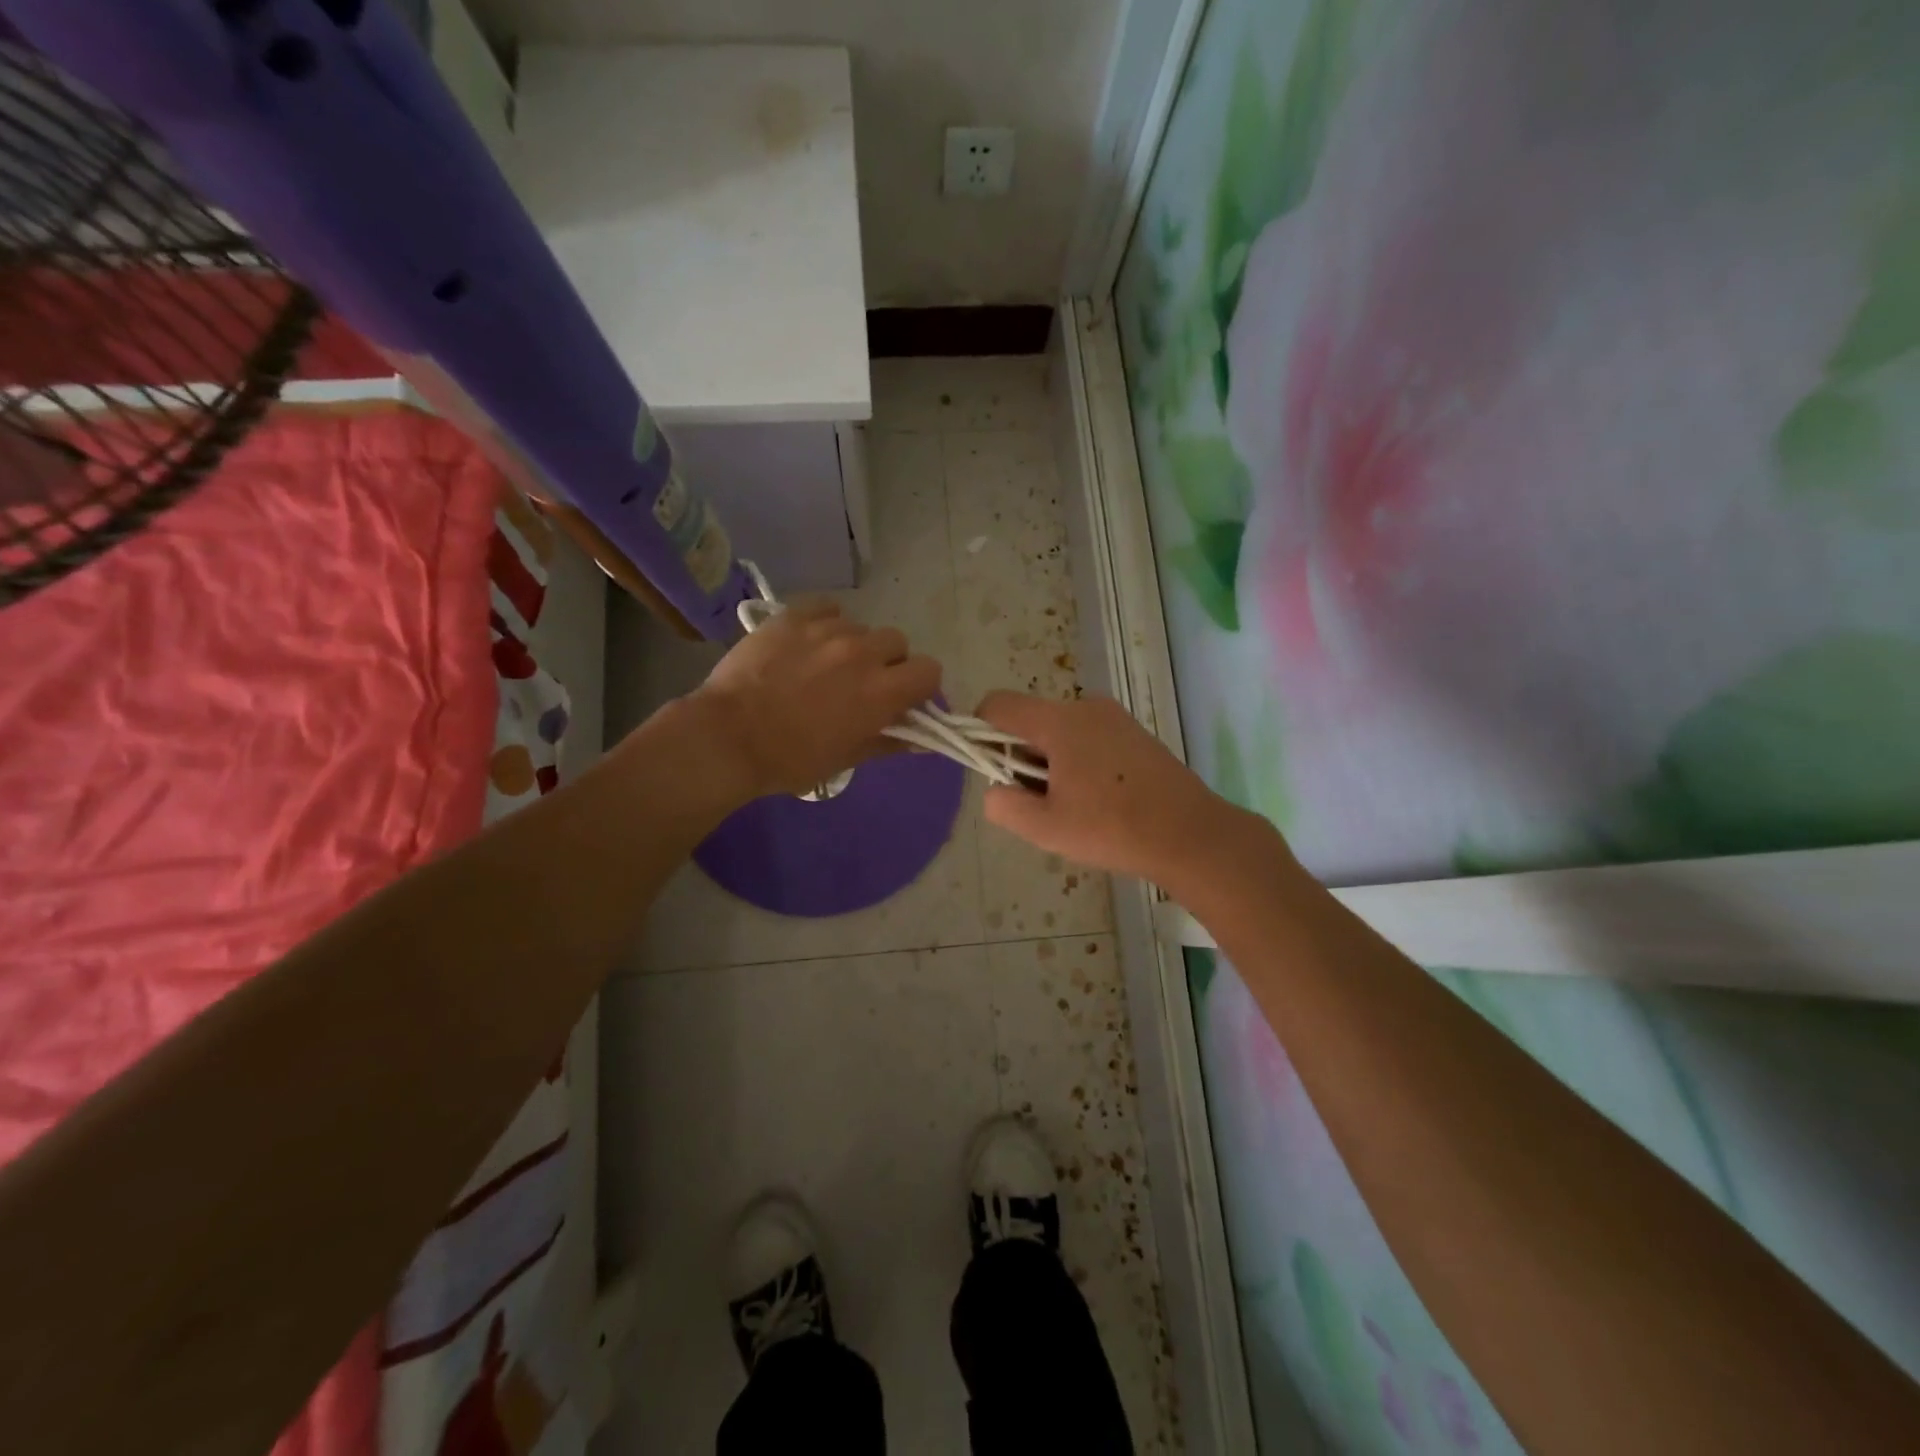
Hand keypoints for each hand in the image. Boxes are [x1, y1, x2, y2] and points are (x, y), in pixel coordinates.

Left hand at [691, 600, 940, 799]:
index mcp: (882, 691)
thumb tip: (922, 739)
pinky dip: (826, 623)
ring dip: (854, 644)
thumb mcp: (847, 759)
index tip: (903, 697)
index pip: (930, 670)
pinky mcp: (794, 616)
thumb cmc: (791, 759)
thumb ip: (889, 741)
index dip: (920, 684)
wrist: (728, 737)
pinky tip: (808, 642)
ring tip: (824, 664)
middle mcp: (863, 652)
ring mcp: (827, 630)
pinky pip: (827, 609)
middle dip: (888, 661)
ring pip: (860, 627)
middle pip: (897, 642)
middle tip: (861, 683)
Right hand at [974, 691, 1280, 891]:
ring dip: (1051, 761)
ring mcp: (1114, 717)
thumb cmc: (1113, 829)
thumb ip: (1004, 804)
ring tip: (1074, 805)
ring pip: (1060, 730)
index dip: (980, 731)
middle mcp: (1085, 707)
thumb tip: (994, 788)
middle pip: (1031, 720)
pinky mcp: (1135, 732)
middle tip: (1040, 801)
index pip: (998, 705)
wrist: (1191, 834)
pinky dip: (1079, 760)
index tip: (992, 770)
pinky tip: (1100, 798)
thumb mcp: (1046, 828)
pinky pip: (1088, 736)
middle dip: (1022, 756)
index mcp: (1059, 721)